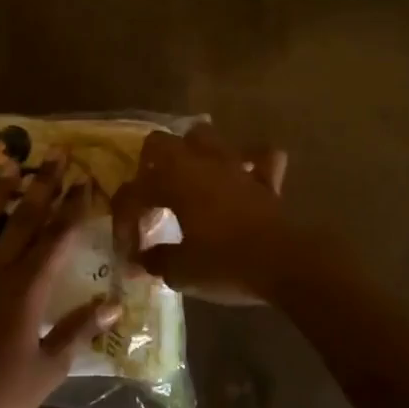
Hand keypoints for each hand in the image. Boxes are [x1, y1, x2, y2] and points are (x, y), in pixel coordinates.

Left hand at [0, 165, 120, 407]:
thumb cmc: (1, 396)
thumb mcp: (49, 369)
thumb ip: (79, 331)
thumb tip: (114, 304)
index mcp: (26, 289)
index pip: (56, 238)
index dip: (72, 208)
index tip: (84, 181)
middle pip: (23, 220)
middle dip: (42, 186)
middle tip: (55, 157)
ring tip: (9, 170)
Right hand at [110, 125, 291, 305]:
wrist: (284, 263)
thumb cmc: (225, 264)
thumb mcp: (180, 271)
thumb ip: (155, 260)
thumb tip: (141, 260)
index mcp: (172, 181)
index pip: (133, 193)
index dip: (123, 222)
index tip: (129, 253)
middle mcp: (199, 163)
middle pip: (160, 143)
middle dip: (148, 167)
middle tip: (150, 198)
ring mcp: (234, 165)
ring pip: (205, 136)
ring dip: (192, 153)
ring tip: (188, 178)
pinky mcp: (265, 178)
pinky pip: (258, 156)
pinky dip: (249, 162)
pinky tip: (243, 176)